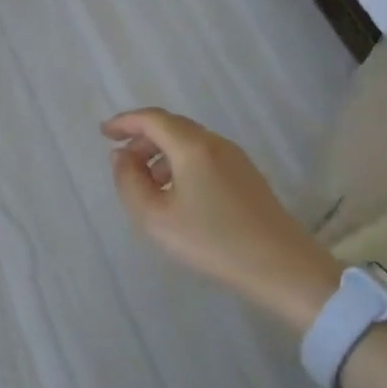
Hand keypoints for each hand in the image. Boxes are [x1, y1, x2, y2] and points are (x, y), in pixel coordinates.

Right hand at [103, 107, 339, 331]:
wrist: (283, 268)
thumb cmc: (212, 242)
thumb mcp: (155, 218)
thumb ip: (129, 182)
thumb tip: (120, 156)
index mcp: (192, 146)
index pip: (152, 119)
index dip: (125, 122)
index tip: (104, 133)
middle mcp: (215, 143)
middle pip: (171, 127)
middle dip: (142, 138)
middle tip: (121, 161)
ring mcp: (236, 158)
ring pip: (189, 142)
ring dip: (161, 154)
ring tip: (146, 184)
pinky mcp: (247, 176)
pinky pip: (204, 157)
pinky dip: (181, 164)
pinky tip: (176, 194)